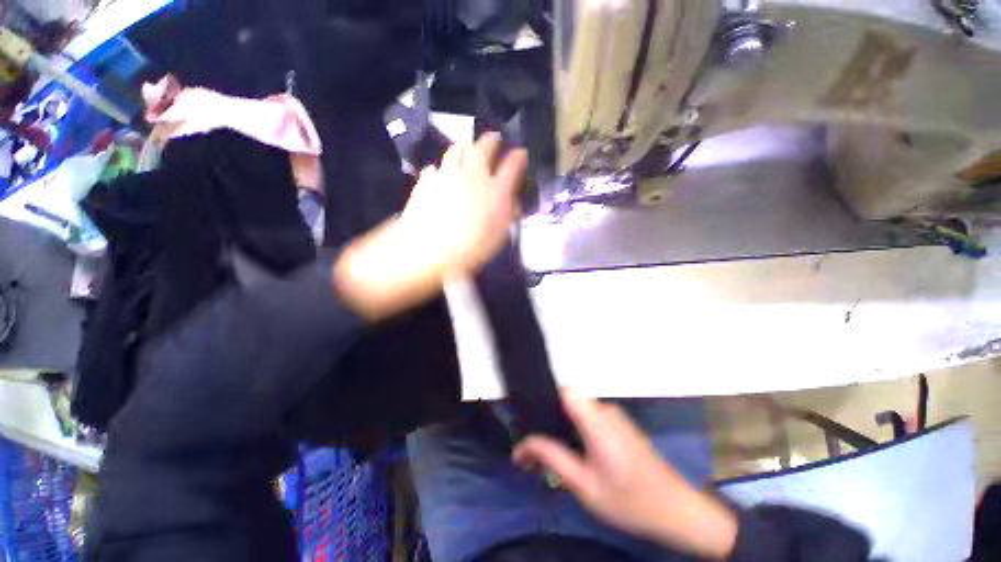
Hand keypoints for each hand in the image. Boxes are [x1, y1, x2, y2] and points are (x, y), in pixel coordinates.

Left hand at [334, 132, 526, 320]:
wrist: (430, 249)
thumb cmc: (472, 249)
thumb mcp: (499, 236)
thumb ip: (507, 214)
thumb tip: (511, 202)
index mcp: (496, 190)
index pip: (513, 164)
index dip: (519, 156)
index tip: (521, 153)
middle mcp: (474, 175)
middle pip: (484, 147)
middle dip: (492, 140)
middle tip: (494, 138)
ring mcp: (448, 174)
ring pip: (458, 149)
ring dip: (465, 146)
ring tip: (467, 147)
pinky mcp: (428, 180)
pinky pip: (436, 167)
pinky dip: (441, 169)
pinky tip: (441, 173)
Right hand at [513, 392, 737, 560]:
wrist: (676, 510)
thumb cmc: (630, 501)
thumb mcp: (585, 485)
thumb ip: (552, 458)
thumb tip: (521, 447)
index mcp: (596, 420)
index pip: (564, 390)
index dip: (544, 399)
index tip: (530, 422)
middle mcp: (604, 410)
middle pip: (568, 401)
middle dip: (548, 419)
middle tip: (535, 449)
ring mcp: (614, 416)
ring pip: (577, 410)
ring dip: (561, 427)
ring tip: (550, 455)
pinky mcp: (619, 425)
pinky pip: (589, 417)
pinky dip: (575, 430)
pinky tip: (573, 454)